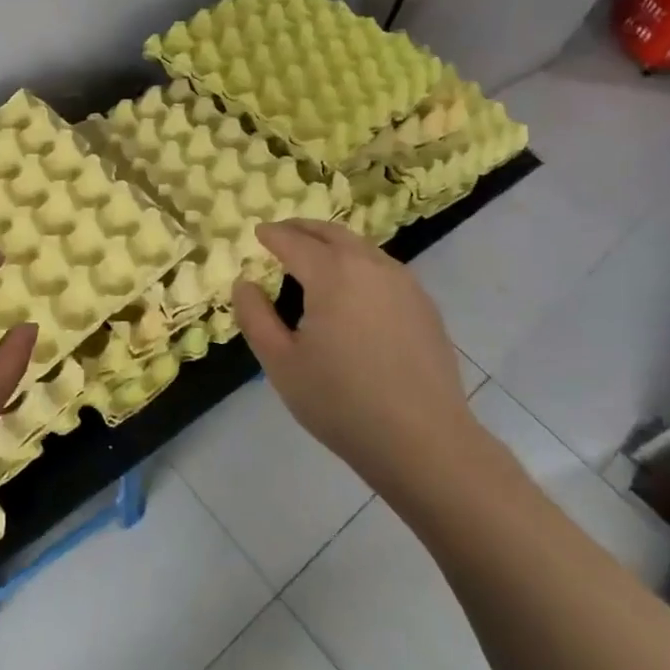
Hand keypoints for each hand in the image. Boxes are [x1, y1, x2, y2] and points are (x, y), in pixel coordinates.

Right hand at [233, 219, 478, 486]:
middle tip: (283, 232)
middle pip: (332, 234)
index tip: (258, 232)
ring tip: (315, 256)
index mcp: (332, 274)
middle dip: (304, 228)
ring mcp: (404, 284)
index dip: (273, 235)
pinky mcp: (425, 306)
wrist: (423, 441)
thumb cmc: (341, 401)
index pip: (294, 242)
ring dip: (334, 243)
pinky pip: (384, 269)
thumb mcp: (281, 363)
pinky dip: (359, 263)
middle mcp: (371, 266)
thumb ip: (255, 316)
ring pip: (362, 248)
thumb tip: (245, 283)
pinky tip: (353, 288)